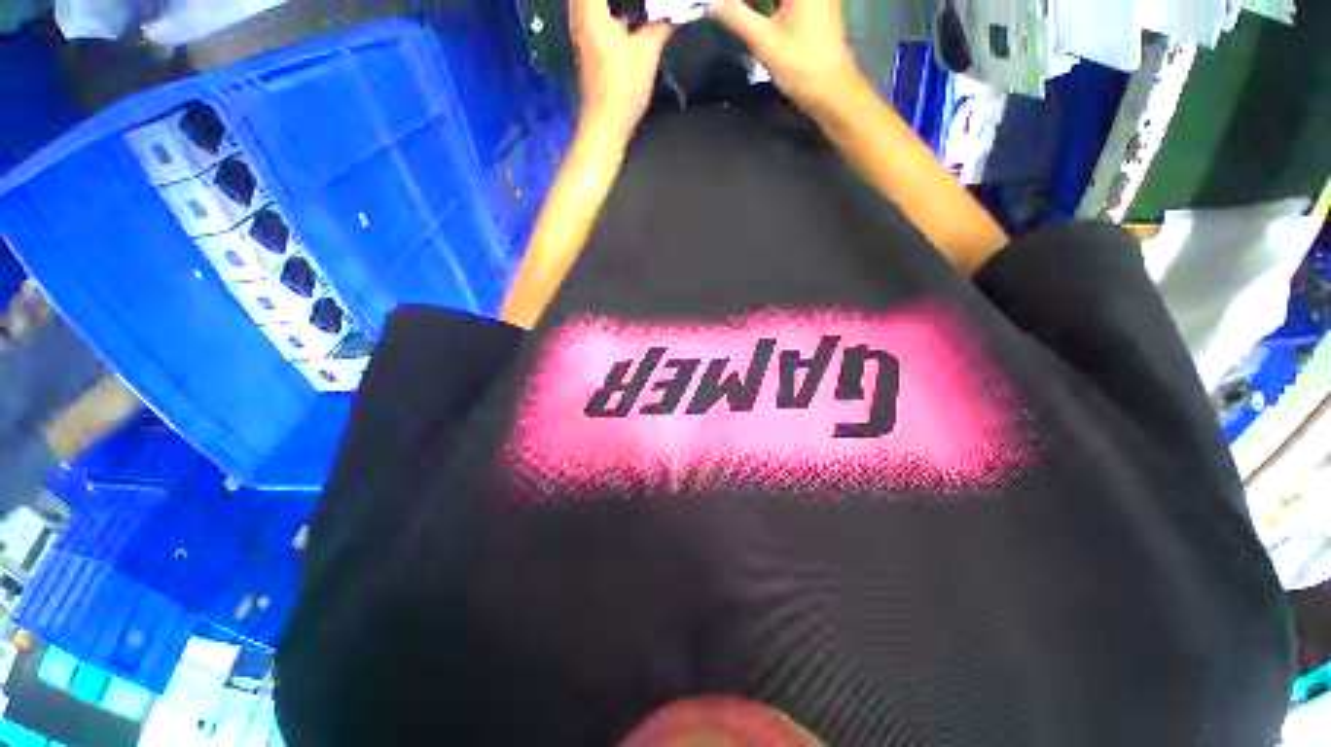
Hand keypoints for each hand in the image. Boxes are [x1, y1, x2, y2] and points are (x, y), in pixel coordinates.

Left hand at [570, 0, 674, 139]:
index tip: (649, 3)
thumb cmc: (623, 87)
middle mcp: (580, 15)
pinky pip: (600, 17)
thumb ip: (661, 25)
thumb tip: (675, 12)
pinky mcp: (589, 46)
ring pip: (597, 6)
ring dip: (620, 6)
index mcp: (591, 10)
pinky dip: (616, 14)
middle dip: (629, 1)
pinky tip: (636, 20)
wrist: (606, 123)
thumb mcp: (647, 53)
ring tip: (646, 9)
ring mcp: (583, 32)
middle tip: (649, 5)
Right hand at [709, 0, 863, 115]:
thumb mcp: (764, 41)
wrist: (831, 89)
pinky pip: (786, 3)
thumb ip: (736, 17)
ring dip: (758, 5)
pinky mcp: (817, 8)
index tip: (722, 5)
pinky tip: (754, 16)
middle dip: (749, 3)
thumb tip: (711, 3)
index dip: (741, 1)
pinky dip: (770, 6)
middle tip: (729, 10)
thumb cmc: (800, 65)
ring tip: (738, 15)